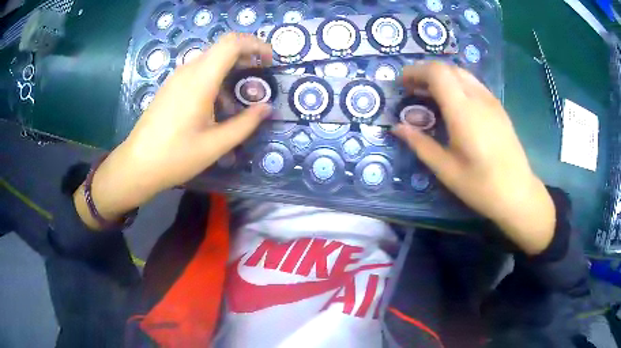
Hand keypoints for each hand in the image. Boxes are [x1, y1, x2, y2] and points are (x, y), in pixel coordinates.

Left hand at [74, 33, 272, 228]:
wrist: (137, 165)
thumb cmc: (175, 157)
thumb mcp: (215, 145)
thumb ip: (245, 124)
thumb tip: (266, 108)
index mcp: (200, 80)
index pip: (232, 43)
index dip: (256, 45)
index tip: (269, 62)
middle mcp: (188, 71)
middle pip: (223, 48)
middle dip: (247, 58)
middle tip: (259, 80)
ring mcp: (177, 77)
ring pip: (211, 61)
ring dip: (230, 73)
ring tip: (237, 103)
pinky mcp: (171, 87)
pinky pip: (198, 73)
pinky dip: (215, 81)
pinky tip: (215, 108)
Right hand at [392, 62, 554, 254]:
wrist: (518, 193)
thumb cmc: (481, 185)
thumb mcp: (446, 169)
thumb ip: (421, 144)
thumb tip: (397, 128)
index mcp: (463, 111)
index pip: (437, 72)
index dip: (415, 71)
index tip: (402, 84)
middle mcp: (478, 98)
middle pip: (448, 68)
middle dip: (425, 72)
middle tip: (411, 90)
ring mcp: (491, 101)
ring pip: (461, 73)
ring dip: (441, 77)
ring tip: (429, 95)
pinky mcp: (498, 107)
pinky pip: (473, 83)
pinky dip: (456, 84)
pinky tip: (453, 103)